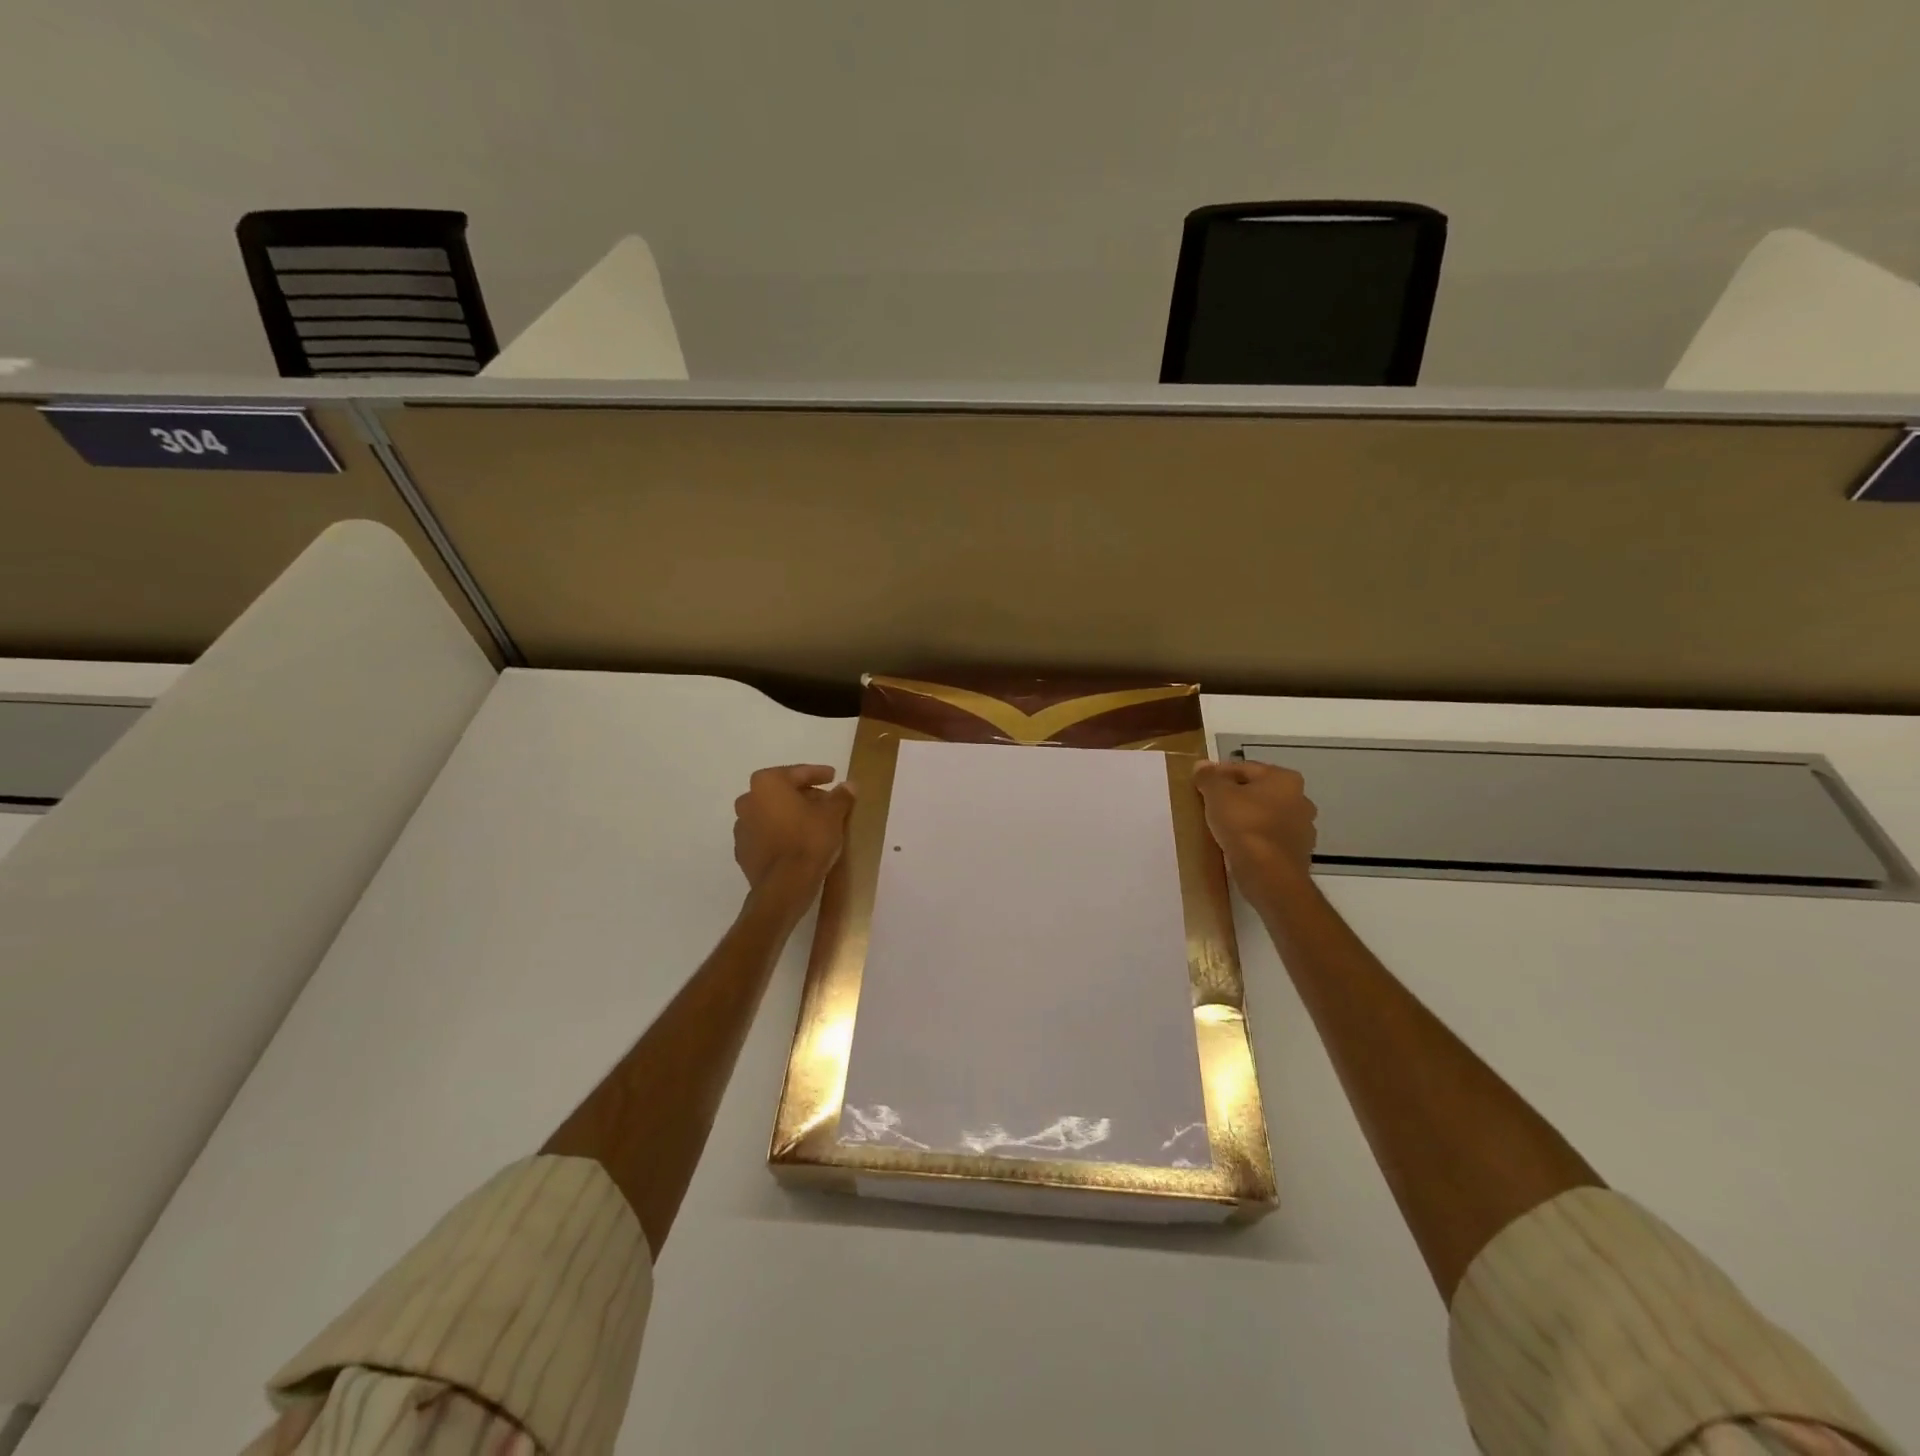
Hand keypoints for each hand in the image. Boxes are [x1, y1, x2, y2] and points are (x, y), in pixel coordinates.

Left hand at [733, 764, 855, 896]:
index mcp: (767, 784)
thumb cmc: (809, 840)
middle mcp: (748, 800)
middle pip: (782, 792)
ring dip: (791, 815)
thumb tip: (849, 785)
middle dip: (804, 795)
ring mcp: (742, 828)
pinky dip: (781, 834)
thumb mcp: (833, 815)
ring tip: (814, 824)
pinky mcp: (743, 852)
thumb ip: (840, 796)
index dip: (818, 774)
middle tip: (827, 803)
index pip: (798, 773)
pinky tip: (798, 843)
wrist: (784, 886)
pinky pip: (766, 835)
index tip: (833, 776)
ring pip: (772, 814)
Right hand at [1192, 758, 1317, 886]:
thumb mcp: (1217, 794)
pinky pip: (1269, 838)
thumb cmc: (1244, 824)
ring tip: (1221, 826)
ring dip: (1247, 818)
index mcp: (1285, 779)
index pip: (1245, 768)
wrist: (1269, 873)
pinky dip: (1255, 838)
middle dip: (1236, 796)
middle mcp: (1300, 799)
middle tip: (1210, 804)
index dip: (1220, 774)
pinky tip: (1237, 845)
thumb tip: (1202, 765)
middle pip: (1258, 792)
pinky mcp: (1298, 853)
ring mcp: (1303, 828)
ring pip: (1266, 816)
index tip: (1201, 784)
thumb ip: (1209, 777)